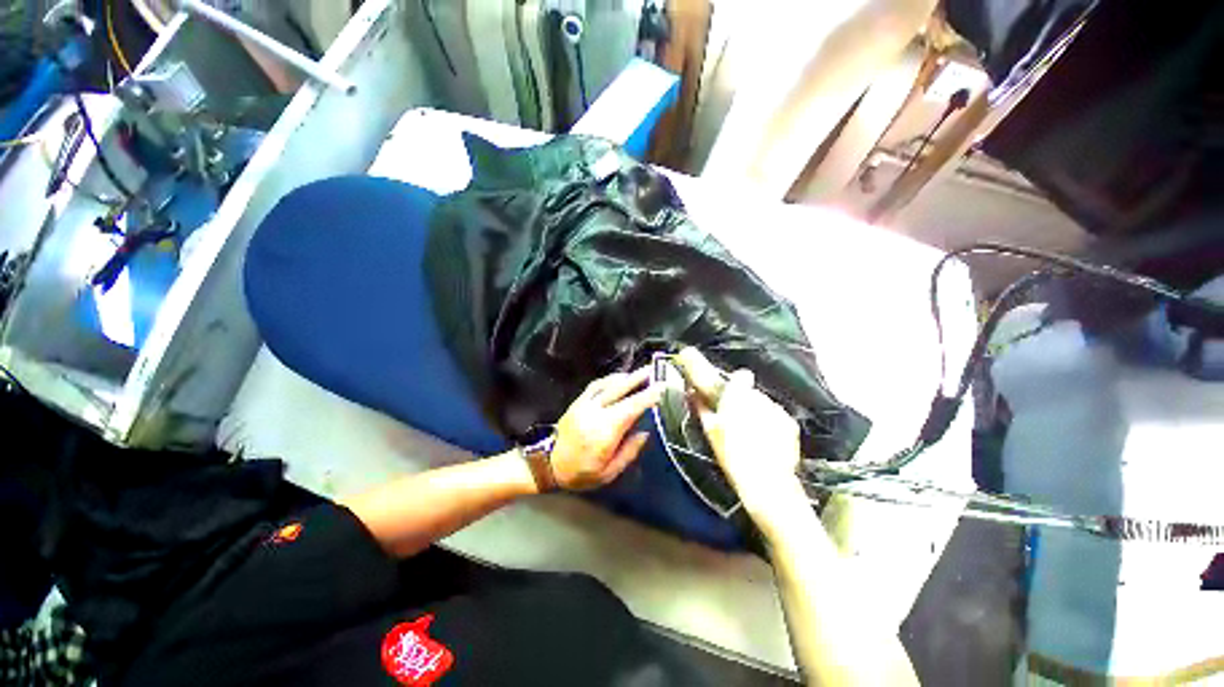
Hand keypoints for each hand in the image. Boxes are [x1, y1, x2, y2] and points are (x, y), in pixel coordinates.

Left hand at [551, 367, 663, 490]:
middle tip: (654, 369)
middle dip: (639, 378)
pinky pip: (595, 385)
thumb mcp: (608, 473)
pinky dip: (609, 379)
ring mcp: (584, 404)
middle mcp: (595, 412)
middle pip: (620, 390)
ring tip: (641, 373)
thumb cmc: (581, 472)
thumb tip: (645, 432)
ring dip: (626, 377)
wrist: (548, 465)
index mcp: (605, 431)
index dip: (648, 396)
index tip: (662, 387)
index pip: (631, 408)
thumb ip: (629, 452)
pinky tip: (619, 378)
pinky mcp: (577, 401)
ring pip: (608, 384)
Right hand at [690, 366, 803, 513]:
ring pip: (764, 404)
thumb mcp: (710, 430)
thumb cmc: (732, 454)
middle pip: (749, 392)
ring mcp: (778, 411)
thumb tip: (693, 394)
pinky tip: (763, 440)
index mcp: (738, 396)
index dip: (733, 381)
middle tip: (733, 419)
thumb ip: (702, 407)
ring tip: (749, 433)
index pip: (739, 375)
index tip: (727, 391)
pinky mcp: (790, 425)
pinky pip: (776, 417)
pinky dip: (770, 424)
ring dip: (756, 412)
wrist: (766, 483)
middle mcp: (760, 398)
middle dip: (742, 401)